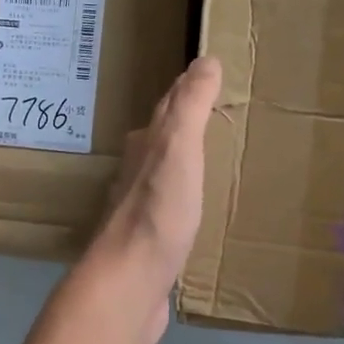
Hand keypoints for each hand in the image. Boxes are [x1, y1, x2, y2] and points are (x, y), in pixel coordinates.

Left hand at [89, 56, 223, 343]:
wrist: (129, 283)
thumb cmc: (157, 211)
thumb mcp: (178, 149)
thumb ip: (190, 107)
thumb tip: (204, 60)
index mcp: (145, 148)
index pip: (167, 109)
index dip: (187, 91)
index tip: (209, 76)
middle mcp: (136, 173)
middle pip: (161, 140)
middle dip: (183, 125)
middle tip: (213, 113)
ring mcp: (140, 211)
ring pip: (163, 175)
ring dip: (182, 163)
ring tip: (208, 158)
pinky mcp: (149, 244)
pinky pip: (170, 210)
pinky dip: (185, 201)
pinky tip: (195, 212)